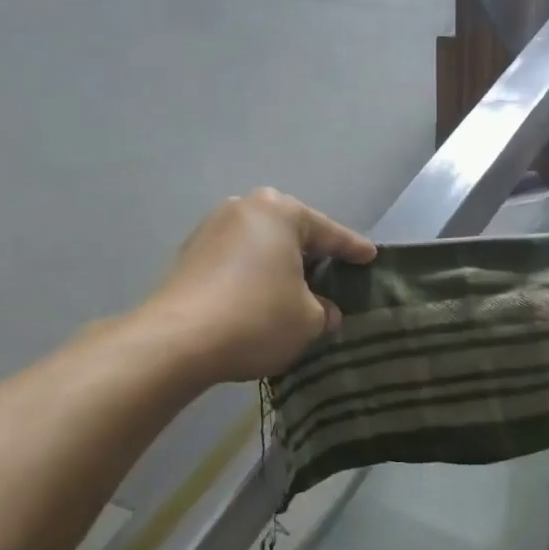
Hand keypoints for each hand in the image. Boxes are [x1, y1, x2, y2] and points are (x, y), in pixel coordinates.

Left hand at [146, 189, 375, 384]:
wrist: (177, 341)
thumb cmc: (257, 318)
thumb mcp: (309, 321)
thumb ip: (324, 311)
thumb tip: (322, 310)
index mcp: (280, 212)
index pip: (329, 233)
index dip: (353, 249)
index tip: (370, 256)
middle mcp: (244, 208)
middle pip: (291, 233)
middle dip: (312, 253)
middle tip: (334, 272)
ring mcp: (210, 229)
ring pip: (261, 246)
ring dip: (280, 266)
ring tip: (297, 289)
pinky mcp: (189, 256)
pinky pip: (236, 262)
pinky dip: (253, 276)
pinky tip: (262, 298)